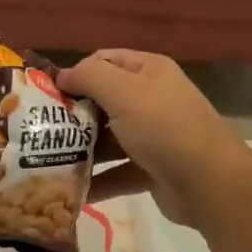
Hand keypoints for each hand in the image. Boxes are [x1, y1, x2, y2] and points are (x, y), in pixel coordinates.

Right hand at [58, 50, 251, 227]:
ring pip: (108, 139)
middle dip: (73, 115)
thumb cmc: (164, 128)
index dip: (75, 73)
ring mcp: (152, 136)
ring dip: (81, 150)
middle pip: (102, 101)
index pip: (104, 61)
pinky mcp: (151, 170)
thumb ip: (89, 76)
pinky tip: (71, 190)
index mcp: (148, 72)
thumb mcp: (124, 92)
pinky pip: (117, 172)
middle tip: (42, 131)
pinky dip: (97, 180)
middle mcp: (151, 99)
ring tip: (48, 162)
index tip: (47, 94)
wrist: (209, 183)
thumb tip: (62, 75)